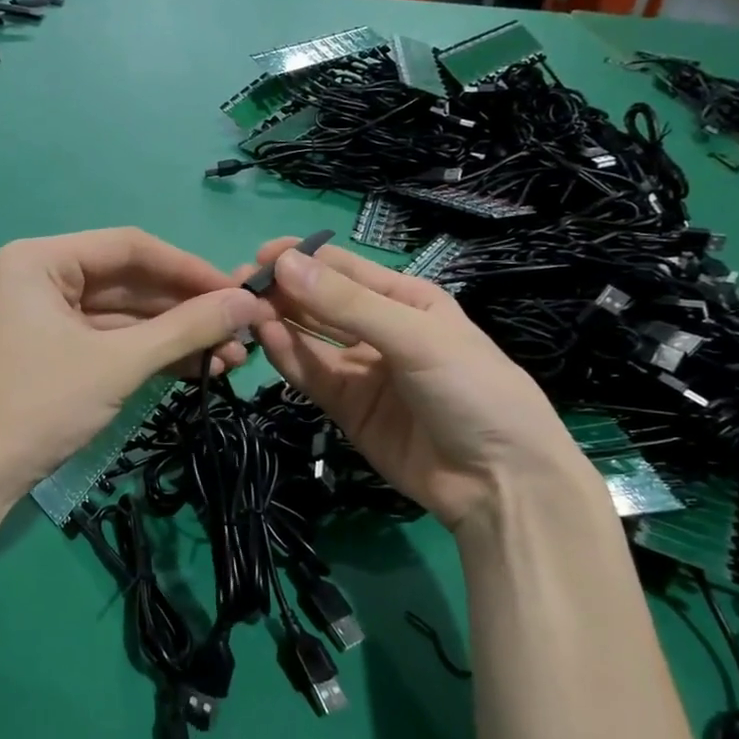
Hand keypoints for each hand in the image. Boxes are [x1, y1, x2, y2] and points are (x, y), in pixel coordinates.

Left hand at [0, 229, 263, 501]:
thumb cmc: (37, 406)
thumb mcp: (117, 363)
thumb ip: (185, 328)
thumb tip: (249, 301)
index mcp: (42, 259)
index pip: (130, 247)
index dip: (189, 268)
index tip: (240, 292)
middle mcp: (42, 278)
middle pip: (129, 282)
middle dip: (186, 310)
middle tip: (242, 332)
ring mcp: (46, 318)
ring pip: (124, 317)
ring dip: (174, 337)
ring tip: (230, 359)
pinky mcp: (54, 354)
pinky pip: (110, 342)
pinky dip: (150, 355)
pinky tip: (196, 369)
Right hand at [250, 238, 594, 531]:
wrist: (499, 483)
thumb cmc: (472, 390)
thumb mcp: (416, 337)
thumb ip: (347, 304)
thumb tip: (284, 263)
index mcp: (406, 300)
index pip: (344, 270)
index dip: (303, 259)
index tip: (260, 256)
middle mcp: (380, 329)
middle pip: (321, 302)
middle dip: (283, 290)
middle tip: (239, 283)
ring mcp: (361, 370)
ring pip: (310, 337)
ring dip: (279, 321)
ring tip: (244, 309)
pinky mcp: (346, 407)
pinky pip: (311, 374)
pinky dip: (288, 356)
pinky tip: (265, 337)